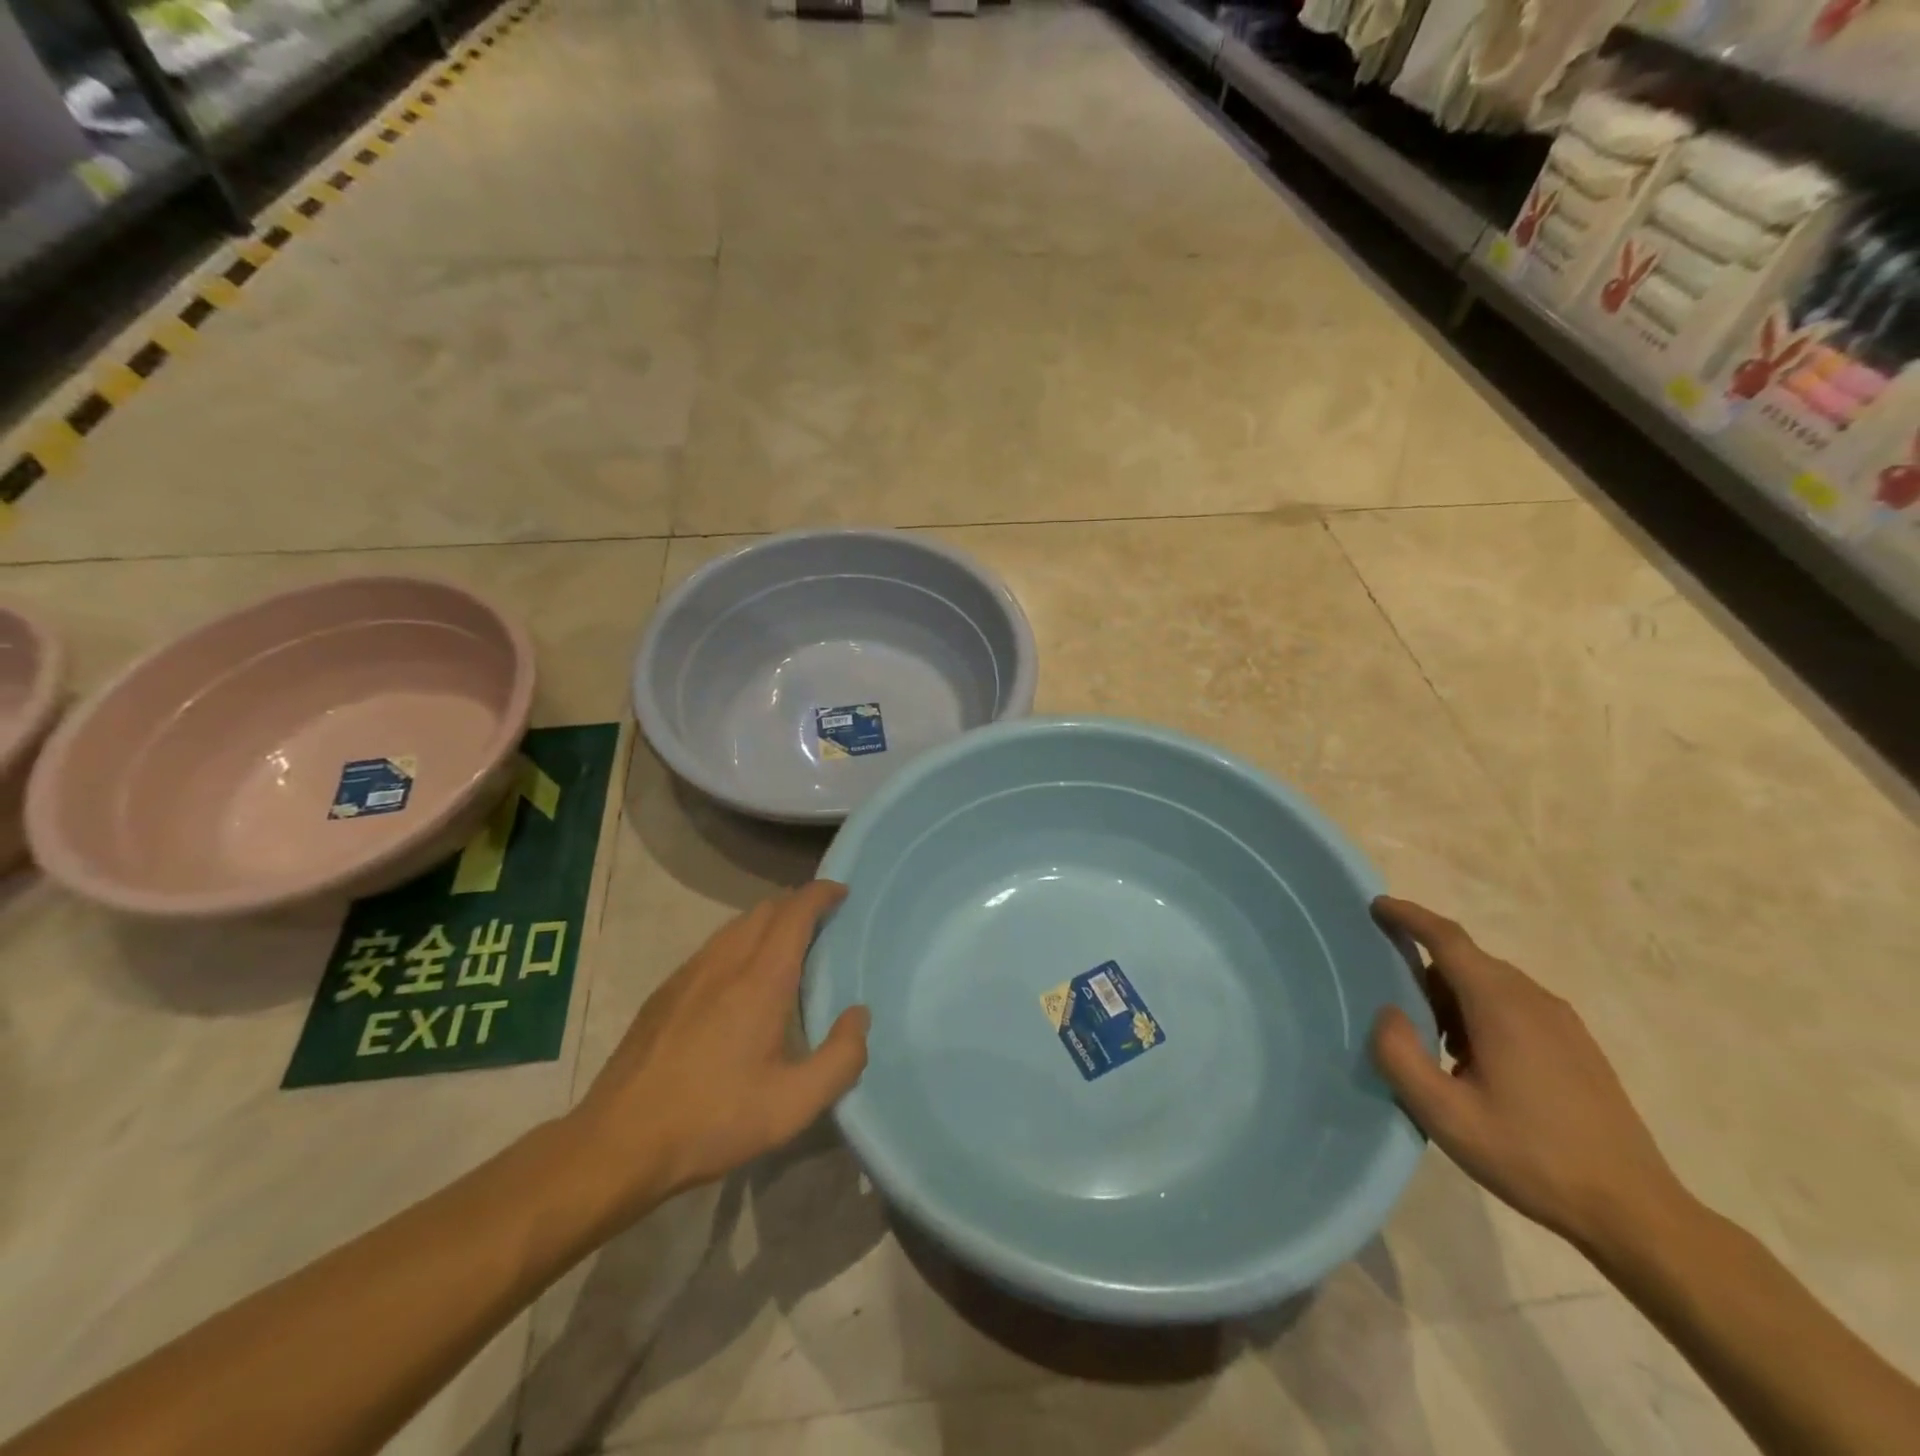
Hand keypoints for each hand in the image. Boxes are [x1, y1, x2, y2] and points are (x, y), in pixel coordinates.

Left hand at [564, 881, 870, 1226]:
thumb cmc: (714, 1120)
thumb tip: (859, 1016)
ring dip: (767, 921)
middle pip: (765, 910)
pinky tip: (739, 979)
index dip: (820, 894)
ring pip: (735, 926)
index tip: (841, 892)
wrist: (619, 1143)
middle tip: (822, 922)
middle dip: (797, 904)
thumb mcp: (793, 1105)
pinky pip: (713, 947)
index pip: (795, 913)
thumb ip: (841, 1058)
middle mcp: (724, 963)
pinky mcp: (664, 993)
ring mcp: (688, 974)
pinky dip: (739, 942)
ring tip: (786, 946)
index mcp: (760, 980)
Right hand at [1369, 897, 1683, 1252]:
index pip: (1448, 939)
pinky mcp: (1577, 1046)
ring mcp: (1563, 1023)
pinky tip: (1472, 1060)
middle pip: (1468, 959)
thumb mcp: (1445, 1115)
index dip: (1409, 917)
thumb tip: (1387, 1013)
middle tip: (1388, 991)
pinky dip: (1480, 1011)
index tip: (1376, 906)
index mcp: (1501, 1006)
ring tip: (1429, 1038)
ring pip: (1491, 983)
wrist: (1635, 1212)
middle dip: (1424, 963)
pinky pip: (1514, 1005)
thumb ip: (1400, 1056)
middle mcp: (1534, 1000)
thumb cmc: (1531, 1157)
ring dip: (1452, 993)